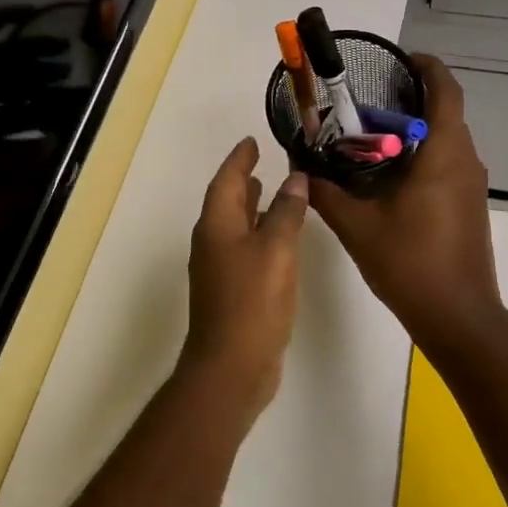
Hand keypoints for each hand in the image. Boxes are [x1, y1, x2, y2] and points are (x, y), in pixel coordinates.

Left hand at [183, 137, 309, 417]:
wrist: (231, 366)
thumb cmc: (252, 302)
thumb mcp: (276, 250)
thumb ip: (287, 212)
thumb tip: (295, 178)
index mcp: (217, 225)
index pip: (226, 180)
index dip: (240, 159)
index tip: (252, 141)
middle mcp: (212, 242)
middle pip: (226, 201)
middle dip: (243, 179)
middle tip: (263, 161)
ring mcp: (219, 268)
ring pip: (234, 225)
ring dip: (250, 206)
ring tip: (271, 190)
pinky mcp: (231, 290)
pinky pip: (243, 247)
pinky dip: (258, 232)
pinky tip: (278, 238)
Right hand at [309, 55, 503, 350]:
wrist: (458, 317)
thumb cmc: (411, 264)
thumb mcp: (357, 226)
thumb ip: (325, 192)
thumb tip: (299, 166)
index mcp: (444, 155)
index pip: (446, 91)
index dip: (427, 67)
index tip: (400, 60)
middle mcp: (465, 161)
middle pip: (445, 112)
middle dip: (410, 99)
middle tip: (367, 103)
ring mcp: (471, 185)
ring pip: (446, 140)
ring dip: (415, 130)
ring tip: (370, 136)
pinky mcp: (469, 205)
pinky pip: (448, 163)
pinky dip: (422, 155)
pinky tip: (388, 174)